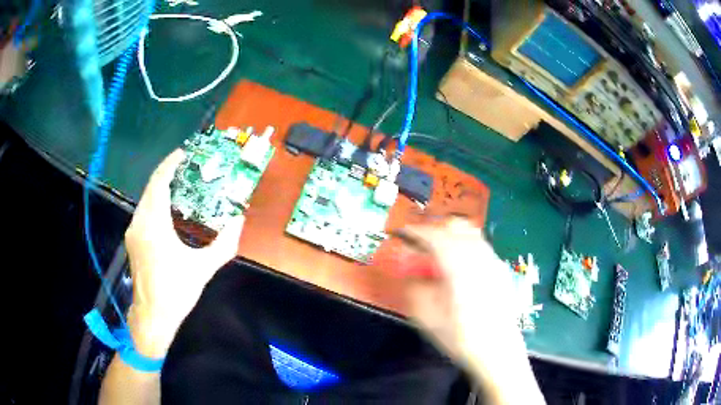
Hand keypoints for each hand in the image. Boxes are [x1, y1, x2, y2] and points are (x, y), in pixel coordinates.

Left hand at [124, 149, 244, 357]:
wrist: (151, 317)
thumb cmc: (175, 292)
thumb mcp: (203, 268)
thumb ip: (224, 244)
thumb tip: (239, 220)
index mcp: (154, 224)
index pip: (159, 182)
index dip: (171, 164)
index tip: (185, 152)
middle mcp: (139, 222)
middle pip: (151, 186)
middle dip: (168, 172)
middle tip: (189, 166)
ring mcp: (133, 231)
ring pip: (146, 199)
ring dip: (161, 187)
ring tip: (182, 183)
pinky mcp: (133, 240)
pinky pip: (144, 211)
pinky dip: (156, 201)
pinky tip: (169, 209)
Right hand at [395, 218, 542, 403]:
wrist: (498, 350)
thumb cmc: (461, 335)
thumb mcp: (427, 317)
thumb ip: (415, 289)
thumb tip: (411, 275)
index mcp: (457, 263)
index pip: (433, 235)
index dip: (415, 231)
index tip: (402, 234)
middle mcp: (478, 255)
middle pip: (456, 226)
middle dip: (435, 230)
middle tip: (421, 245)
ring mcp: (493, 261)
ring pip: (470, 235)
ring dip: (452, 238)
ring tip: (439, 257)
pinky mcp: (501, 271)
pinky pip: (481, 248)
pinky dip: (465, 248)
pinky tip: (461, 271)